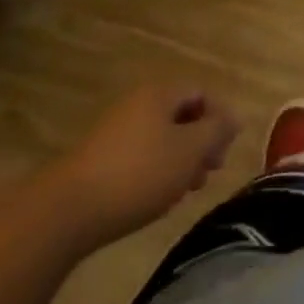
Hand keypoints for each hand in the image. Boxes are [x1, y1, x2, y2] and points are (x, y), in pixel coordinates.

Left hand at [64, 83, 239, 239]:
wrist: (69, 210)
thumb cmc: (140, 173)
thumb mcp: (190, 151)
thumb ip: (217, 130)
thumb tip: (235, 116)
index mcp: (160, 94)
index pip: (201, 93)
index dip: (220, 118)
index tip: (226, 152)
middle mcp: (138, 103)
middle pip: (182, 115)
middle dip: (201, 143)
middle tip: (209, 173)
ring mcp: (116, 130)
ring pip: (162, 137)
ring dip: (181, 160)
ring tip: (186, 191)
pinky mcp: (101, 157)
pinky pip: (141, 154)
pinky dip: (157, 170)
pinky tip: (158, 198)